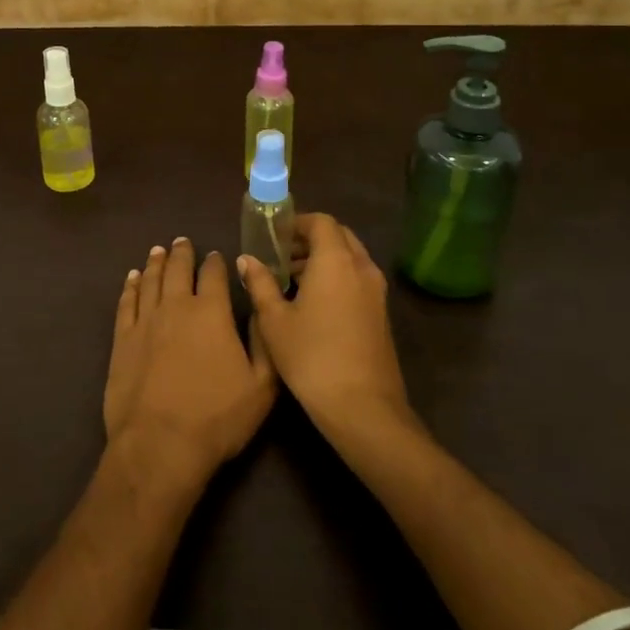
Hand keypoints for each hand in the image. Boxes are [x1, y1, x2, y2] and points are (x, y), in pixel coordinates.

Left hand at [104, 237, 276, 489]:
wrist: (160, 444)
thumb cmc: (217, 417)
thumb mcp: (261, 386)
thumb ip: (264, 342)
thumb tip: (261, 308)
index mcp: (212, 312)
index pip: (214, 275)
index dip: (215, 263)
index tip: (216, 255)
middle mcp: (176, 306)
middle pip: (178, 269)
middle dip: (182, 253)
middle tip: (182, 241)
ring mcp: (145, 320)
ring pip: (150, 280)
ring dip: (155, 263)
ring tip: (158, 251)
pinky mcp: (122, 338)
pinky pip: (126, 302)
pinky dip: (130, 286)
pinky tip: (132, 278)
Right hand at [239, 213, 417, 442]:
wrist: (363, 408)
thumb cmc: (312, 356)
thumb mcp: (274, 320)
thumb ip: (260, 283)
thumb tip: (247, 259)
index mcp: (336, 260)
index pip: (321, 221)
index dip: (297, 223)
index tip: (274, 236)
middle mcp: (361, 268)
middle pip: (339, 236)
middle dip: (310, 239)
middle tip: (281, 256)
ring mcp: (376, 292)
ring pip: (350, 258)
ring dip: (323, 260)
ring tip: (291, 280)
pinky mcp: (381, 314)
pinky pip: (357, 279)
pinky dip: (337, 278)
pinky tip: (312, 304)